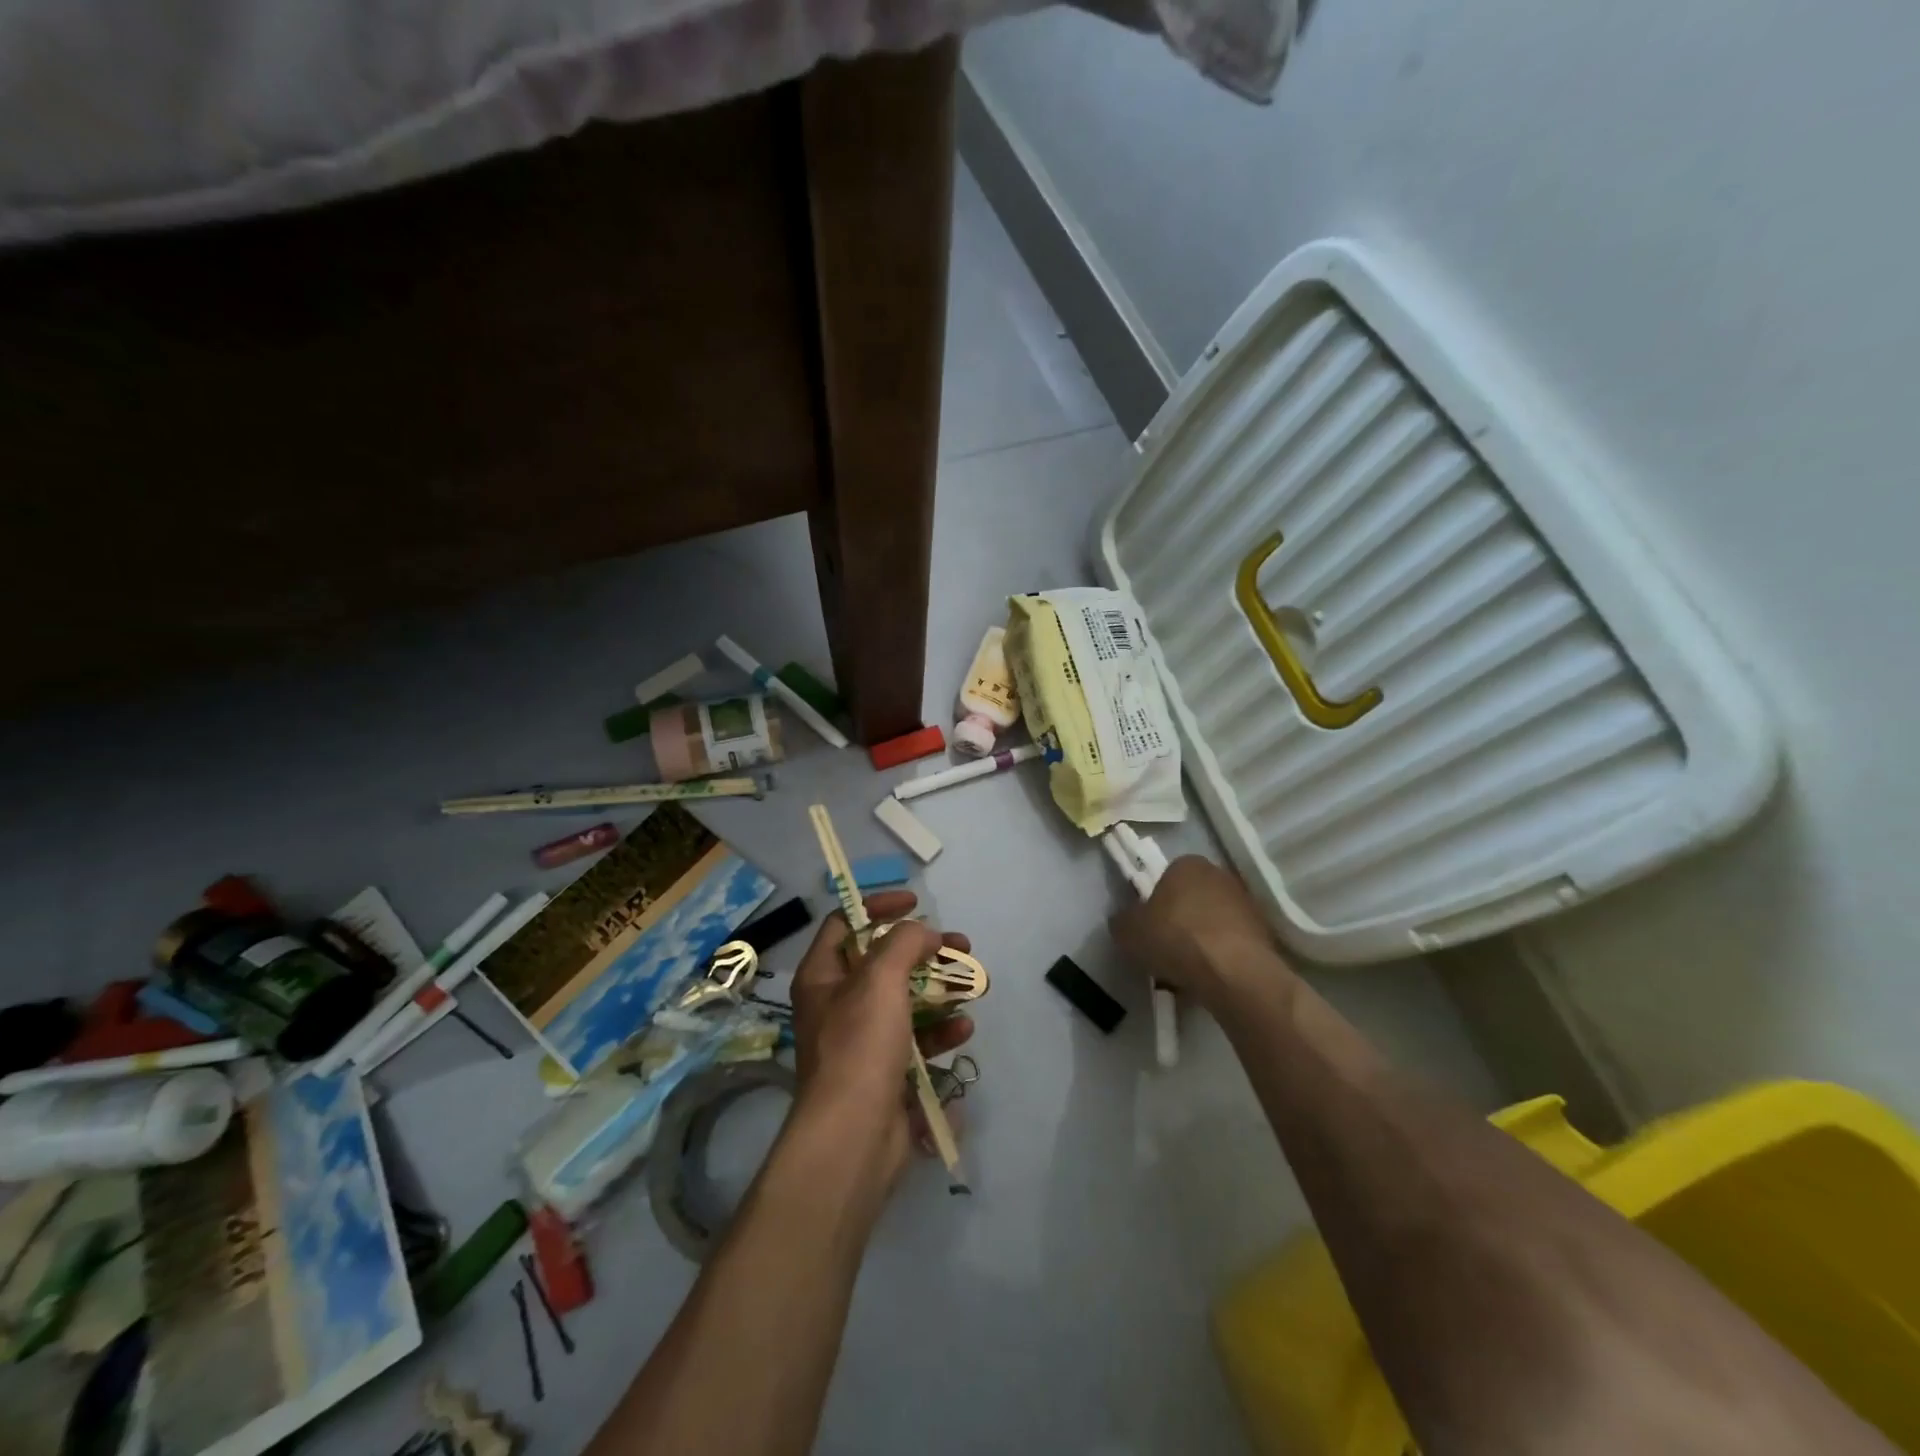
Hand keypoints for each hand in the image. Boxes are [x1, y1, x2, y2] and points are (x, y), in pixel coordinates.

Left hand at [788, 890, 974, 1180]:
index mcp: (823, 976)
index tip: (916, 903)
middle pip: (884, 962)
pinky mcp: (885, 1072)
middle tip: (961, 946)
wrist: (854, 1137)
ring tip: (972, 986)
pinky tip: (963, 1029)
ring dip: (940, 990)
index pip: (846, 923)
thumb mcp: (881, 979)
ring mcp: (862, 1040)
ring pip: (906, 1000)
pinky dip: (940, 1031)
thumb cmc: (860, 1045)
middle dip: (925, 952)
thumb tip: (924, 933)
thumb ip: (904, 942)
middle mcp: (838, 1004)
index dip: (879, 906)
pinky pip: (916, 1040)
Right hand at [1111, 855, 1290, 1007]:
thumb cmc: (1175, 938)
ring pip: (1213, 923)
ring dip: (1201, 942)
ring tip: (1187, 973)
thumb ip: (1123, 921)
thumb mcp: (1128, 931)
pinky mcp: (1264, 932)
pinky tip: (1209, 979)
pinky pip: (1232, 944)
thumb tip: (1125, 921)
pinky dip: (1221, 957)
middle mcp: (1220, 875)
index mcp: (1187, 864)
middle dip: (1180, 922)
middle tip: (1166, 951)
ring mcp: (1246, 903)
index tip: (1150, 930)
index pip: (1166, 878)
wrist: (1233, 972)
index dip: (1155, 905)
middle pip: (1191, 900)